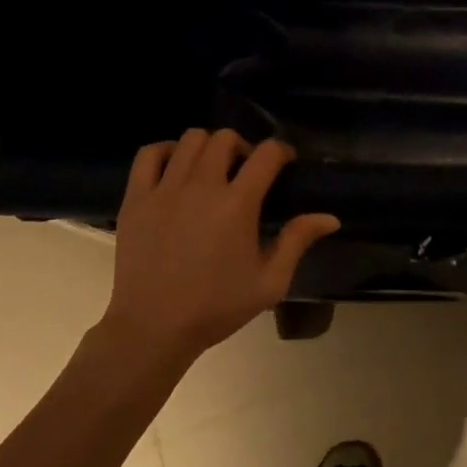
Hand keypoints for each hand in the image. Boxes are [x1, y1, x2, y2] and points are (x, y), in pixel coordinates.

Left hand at [98, 129, 339, 362]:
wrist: (153, 328)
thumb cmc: (216, 307)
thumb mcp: (269, 282)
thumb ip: (298, 242)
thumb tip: (330, 218)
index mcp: (237, 205)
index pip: (266, 154)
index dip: (281, 151)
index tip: (285, 163)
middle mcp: (201, 186)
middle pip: (225, 138)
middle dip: (243, 147)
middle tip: (246, 171)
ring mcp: (164, 189)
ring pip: (190, 139)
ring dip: (208, 146)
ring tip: (212, 169)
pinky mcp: (136, 198)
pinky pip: (149, 153)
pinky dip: (167, 151)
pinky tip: (176, 168)